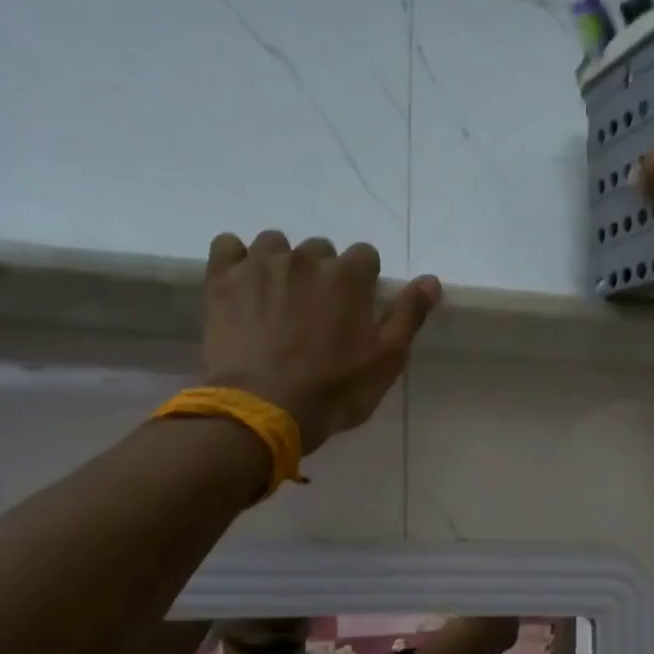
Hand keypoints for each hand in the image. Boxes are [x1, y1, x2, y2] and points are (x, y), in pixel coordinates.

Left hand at [201, 231, 441, 453]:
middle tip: (315, 315)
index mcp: (348, 276)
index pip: (365, 256)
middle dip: (322, 275)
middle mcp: (305, 259)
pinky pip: (227, 246)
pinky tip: (242, 285)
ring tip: (277, 301)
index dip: (363, 283)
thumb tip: (430, 280)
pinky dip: (237, 260)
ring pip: (275, 245)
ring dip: (281, 265)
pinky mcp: (223, 280)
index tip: (355, 311)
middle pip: (320, 250)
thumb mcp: (386, 361)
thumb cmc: (334, 391)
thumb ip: (408, 315)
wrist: (264, 409)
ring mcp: (260, 265)